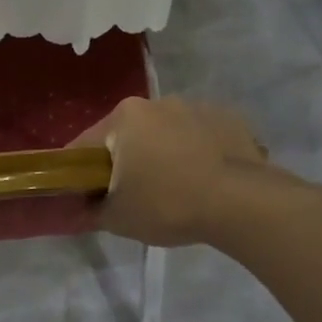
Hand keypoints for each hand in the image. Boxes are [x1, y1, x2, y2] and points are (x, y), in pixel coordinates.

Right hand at [71, 97, 267, 246]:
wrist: (241, 203)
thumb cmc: (168, 204)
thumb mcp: (118, 219)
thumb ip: (92, 211)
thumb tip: (83, 209)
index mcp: (125, 117)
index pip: (86, 145)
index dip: (79, 173)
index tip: (85, 196)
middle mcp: (159, 102)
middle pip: (129, 135)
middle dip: (126, 161)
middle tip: (132, 197)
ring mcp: (198, 107)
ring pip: (167, 134)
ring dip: (163, 155)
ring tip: (176, 190)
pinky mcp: (230, 119)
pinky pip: (201, 138)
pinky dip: (197, 154)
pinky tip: (205, 182)